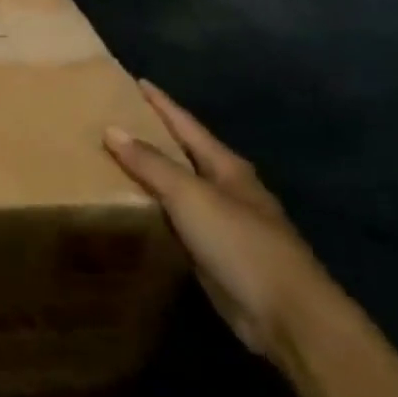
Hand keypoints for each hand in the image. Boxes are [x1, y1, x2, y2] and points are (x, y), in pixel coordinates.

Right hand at [104, 82, 332, 365]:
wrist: (287, 315)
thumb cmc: (241, 243)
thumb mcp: (191, 196)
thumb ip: (151, 164)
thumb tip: (112, 129)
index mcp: (226, 167)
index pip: (187, 125)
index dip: (161, 103)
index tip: (136, 81)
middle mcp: (226, 189)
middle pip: (183, 153)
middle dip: (152, 136)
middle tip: (113, 120)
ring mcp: (222, 223)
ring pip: (177, 188)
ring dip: (149, 175)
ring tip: (111, 161)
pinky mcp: (213, 254)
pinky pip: (175, 221)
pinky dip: (152, 210)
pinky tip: (129, 210)